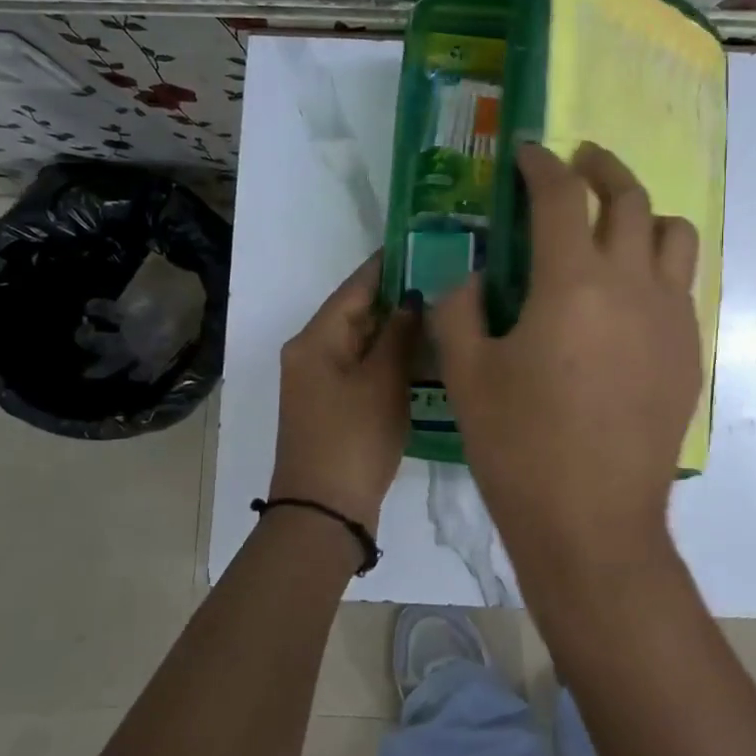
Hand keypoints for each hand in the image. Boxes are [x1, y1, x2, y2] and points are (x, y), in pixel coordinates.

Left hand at [269, 252, 418, 525]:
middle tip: (444, 277)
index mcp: (316, 339)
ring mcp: (321, 381)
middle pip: (357, 312)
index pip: (355, 287)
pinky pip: (364, 366)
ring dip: (397, 327)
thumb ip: (400, 335)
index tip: (421, 243)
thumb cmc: (353, 439)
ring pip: (363, 341)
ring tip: (442, 309)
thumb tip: (413, 298)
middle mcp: (312, 353)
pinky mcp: (334, 405)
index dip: (387, 264)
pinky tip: (424, 351)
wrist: (323, 512)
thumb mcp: (382, 382)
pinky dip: (390, 356)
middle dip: (397, 296)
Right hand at [430, 143, 702, 583]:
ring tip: (614, 223)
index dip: (540, 165)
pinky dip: (656, 265)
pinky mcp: (689, 351)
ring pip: (674, 234)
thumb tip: (468, 273)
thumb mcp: (467, 373)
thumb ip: (458, 306)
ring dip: (642, 213)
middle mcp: (633, 284)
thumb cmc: (520, 447)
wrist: (593, 522)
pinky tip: (627, 295)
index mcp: (572, 282)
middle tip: (578, 163)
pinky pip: (681, 284)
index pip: (561, 195)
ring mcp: (671, 318)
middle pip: (630, 198)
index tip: (526, 155)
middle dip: (601, 169)